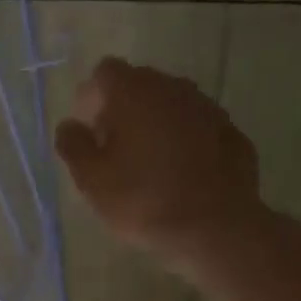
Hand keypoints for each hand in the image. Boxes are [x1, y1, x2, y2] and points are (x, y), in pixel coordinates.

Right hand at [55, 58, 263, 264]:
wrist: (214, 227)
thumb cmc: (142, 200)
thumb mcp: (92, 180)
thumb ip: (74, 146)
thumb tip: (69, 125)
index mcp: (134, 93)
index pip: (105, 73)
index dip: (91, 98)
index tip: (88, 131)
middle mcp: (173, 88)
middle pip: (140, 84)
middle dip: (122, 109)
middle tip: (113, 149)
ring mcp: (207, 108)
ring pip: (171, 104)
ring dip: (155, 123)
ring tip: (147, 163)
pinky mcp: (231, 132)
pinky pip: (197, 127)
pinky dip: (184, 140)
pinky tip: (180, 173)